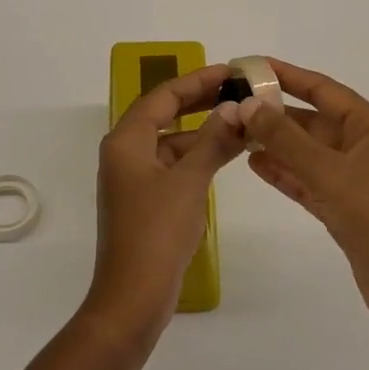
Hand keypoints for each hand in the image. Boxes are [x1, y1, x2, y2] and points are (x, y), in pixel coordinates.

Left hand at [87, 63, 245, 339]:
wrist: (132, 297)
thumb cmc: (156, 233)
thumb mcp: (188, 182)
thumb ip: (212, 142)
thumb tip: (234, 109)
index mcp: (126, 141)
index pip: (162, 96)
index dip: (196, 80)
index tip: (229, 71)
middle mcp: (126, 152)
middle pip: (165, 114)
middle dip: (200, 101)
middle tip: (237, 90)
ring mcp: (135, 178)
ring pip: (172, 141)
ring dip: (204, 131)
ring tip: (242, 120)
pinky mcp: (146, 200)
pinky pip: (174, 165)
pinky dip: (199, 156)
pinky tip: (227, 153)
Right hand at [232, 59, 368, 331]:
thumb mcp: (329, 173)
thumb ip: (285, 139)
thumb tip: (247, 105)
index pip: (324, 90)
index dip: (288, 75)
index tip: (251, 65)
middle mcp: (365, 146)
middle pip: (314, 120)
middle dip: (276, 113)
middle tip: (233, 104)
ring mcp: (356, 178)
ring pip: (308, 151)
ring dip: (275, 142)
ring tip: (236, 132)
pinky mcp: (345, 207)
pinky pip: (309, 179)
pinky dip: (285, 172)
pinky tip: (254, 164)